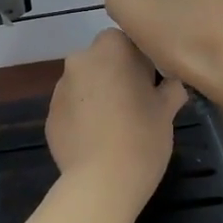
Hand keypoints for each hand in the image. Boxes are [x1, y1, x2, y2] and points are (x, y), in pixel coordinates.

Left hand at [46, 29, 186, 203]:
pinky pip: (73, 108)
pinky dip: (84, 117)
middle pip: (103, 59)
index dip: (142, 60)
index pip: (128, 40)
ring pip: (86, 83)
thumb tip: (172, 83)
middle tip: (137, 103)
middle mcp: (80, 60)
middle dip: (117, 75)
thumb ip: (171, 87)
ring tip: (116, 125)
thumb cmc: (142, 137)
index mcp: (111, 49)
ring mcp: (60, 88)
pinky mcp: (50, 116)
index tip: (153, 83)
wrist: (101, 183)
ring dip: (99, 94)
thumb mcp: (168, 110)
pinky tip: (98, 140)